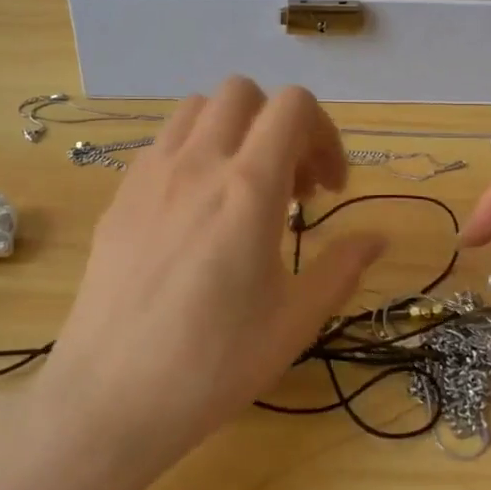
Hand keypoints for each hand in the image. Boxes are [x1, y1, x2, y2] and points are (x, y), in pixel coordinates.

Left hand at [37, 78, 384, 462]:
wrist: (111, 396)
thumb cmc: (214, 364)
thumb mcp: (295, 321)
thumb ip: (341, 267)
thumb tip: (378, 237)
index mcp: (248, 189)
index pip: (293, 106)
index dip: (324, 135)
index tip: (327, 189)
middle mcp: (197, 164)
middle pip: (243, 93)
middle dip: (278, 125)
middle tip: (290, 186)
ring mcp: (150, 175)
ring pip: (197, 108)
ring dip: (232, 131)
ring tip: (244, 188)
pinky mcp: (120, 196)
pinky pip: (162, 143)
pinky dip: (192, 152)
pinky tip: (197, 210)